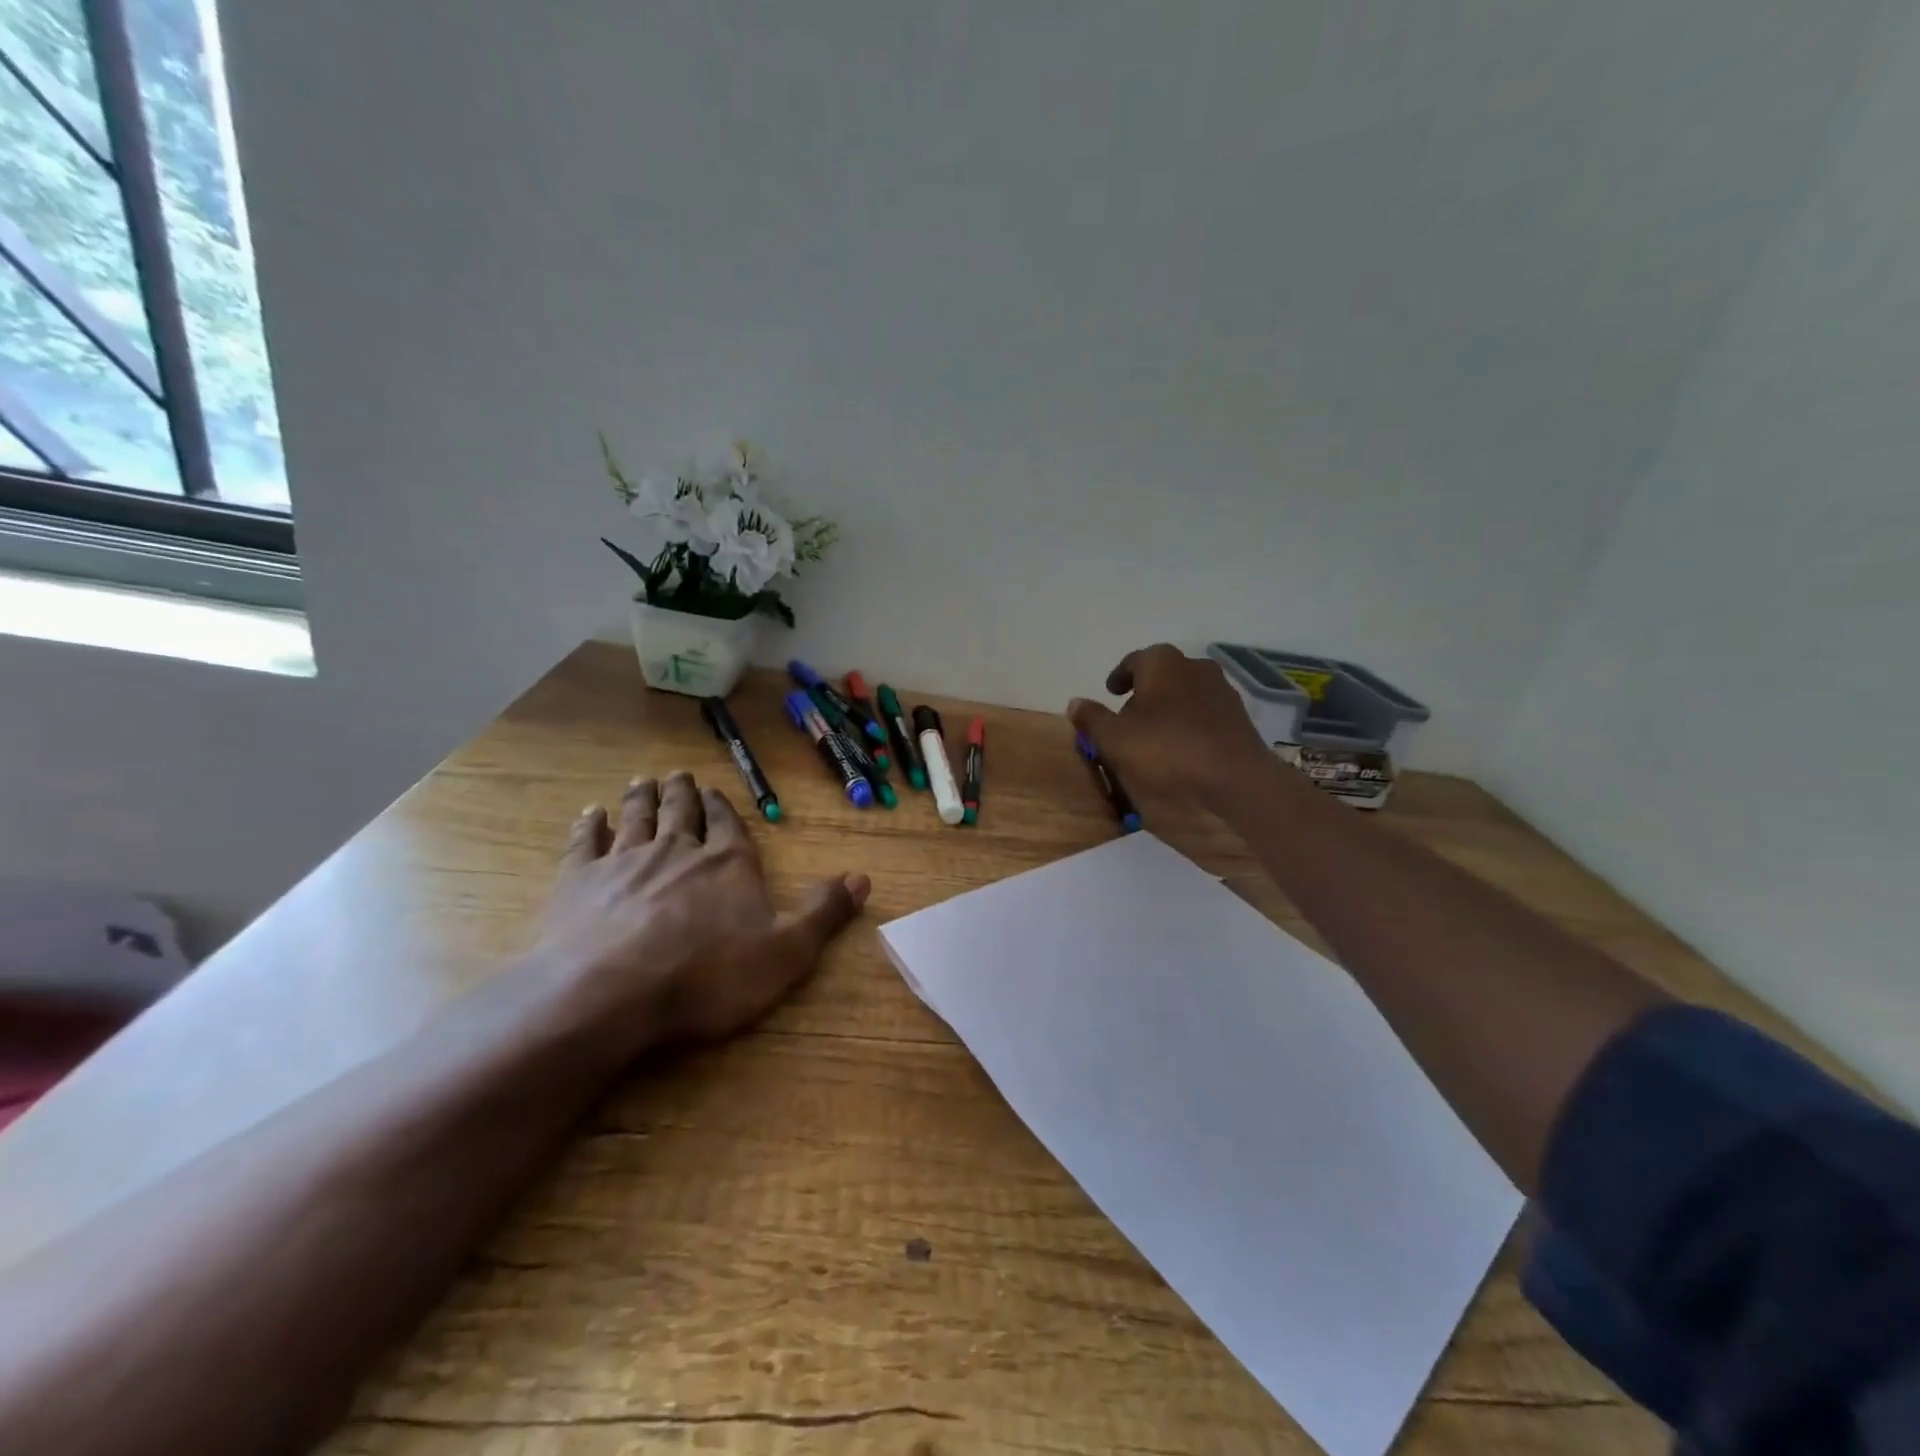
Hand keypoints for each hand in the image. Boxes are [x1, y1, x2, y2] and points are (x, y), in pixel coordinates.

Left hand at [536, 770, 868, 1053]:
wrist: (611, 992)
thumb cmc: (708, 975)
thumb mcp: (786, 951)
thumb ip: (823, 913)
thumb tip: (862, 878)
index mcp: (727, 864)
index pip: (728, 826)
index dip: (722, 809)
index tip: (714, 792)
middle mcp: (678, 851)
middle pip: (681, 813)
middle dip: (682, 793)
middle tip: (678, 775)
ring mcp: (626, 862)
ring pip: (637, 818)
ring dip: (642, 799)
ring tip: (643, 782)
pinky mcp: (579, 882)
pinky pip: (586, 843)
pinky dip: (589, 825)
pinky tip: (590, 813)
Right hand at [1068, 644, 1287, 810]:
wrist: (1235, 777)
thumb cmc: (1167, 749)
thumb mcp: (1115, 738)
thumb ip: (1092, 718)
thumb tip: (1075, 702)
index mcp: (1162, 663)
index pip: (1134, 660)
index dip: (1119, 676)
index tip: (1110, 692)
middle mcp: (1194, 666)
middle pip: (1162, 675)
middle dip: (1144, 692)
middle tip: (1128, 716)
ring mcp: (1221, 690)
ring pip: (1185, 692)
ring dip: (1168, 707)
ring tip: (1154, 734)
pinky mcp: (1238, 716)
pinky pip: (1204, 712)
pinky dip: (1189, 722)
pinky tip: (1182, 746)